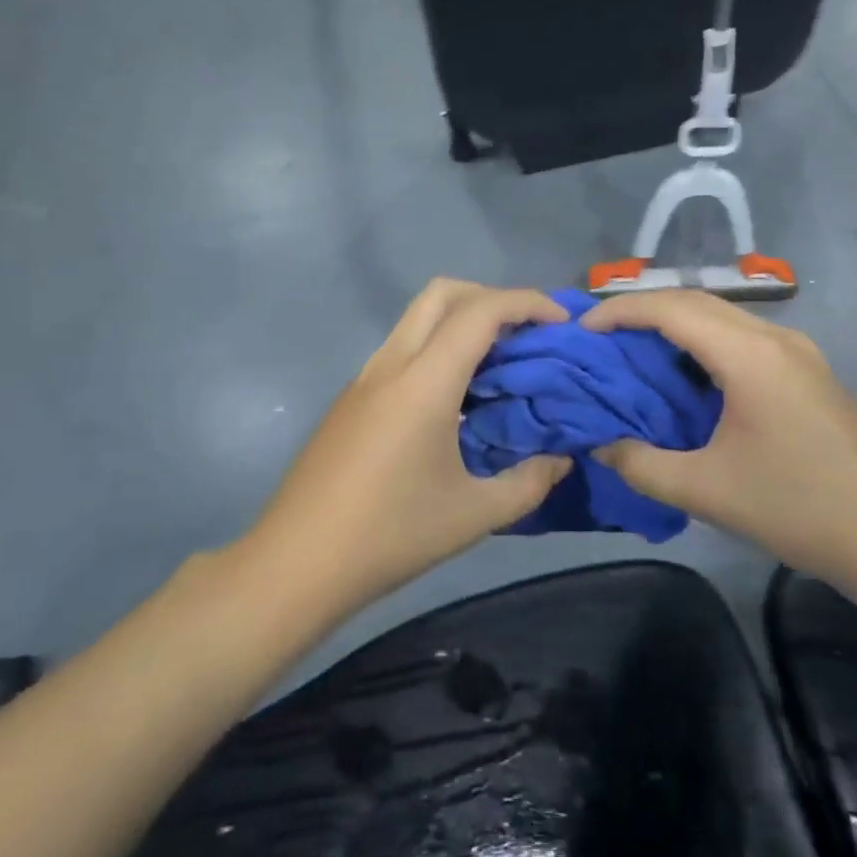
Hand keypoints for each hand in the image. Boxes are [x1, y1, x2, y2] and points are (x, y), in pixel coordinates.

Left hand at [240, 279, 571, 615]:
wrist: (296, 563)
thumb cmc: (389, 536)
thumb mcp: (474, 516)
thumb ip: (529, 482)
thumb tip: (561, 460)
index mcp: (424, 382)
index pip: (480, 312)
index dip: (527, 302)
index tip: (561, 321)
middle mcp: (391, 364)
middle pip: (442, 293)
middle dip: (491, 297)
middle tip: (526, 333)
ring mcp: (365, 378)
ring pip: (417, 318)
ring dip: (461, 321)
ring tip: (498, 364)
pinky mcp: (351, 397)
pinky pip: (402, 348)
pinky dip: (437, 347)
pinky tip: (456, 398)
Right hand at [581, 291, 856, 580]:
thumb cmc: (797, 506)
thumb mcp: (705, 490)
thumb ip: (641, 464)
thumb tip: (600, 445)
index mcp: (748, 354)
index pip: (671, 308)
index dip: (620, 310)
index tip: (582, 328)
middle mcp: (774, 337)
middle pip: (696, 302)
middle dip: (642, 310)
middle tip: (601, 336)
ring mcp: (797, 351)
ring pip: (722, 317)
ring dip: (675, 325)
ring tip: (634, 351)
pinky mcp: (808, 371)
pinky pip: (742, 338)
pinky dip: (703, 343)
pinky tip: (686, 377)